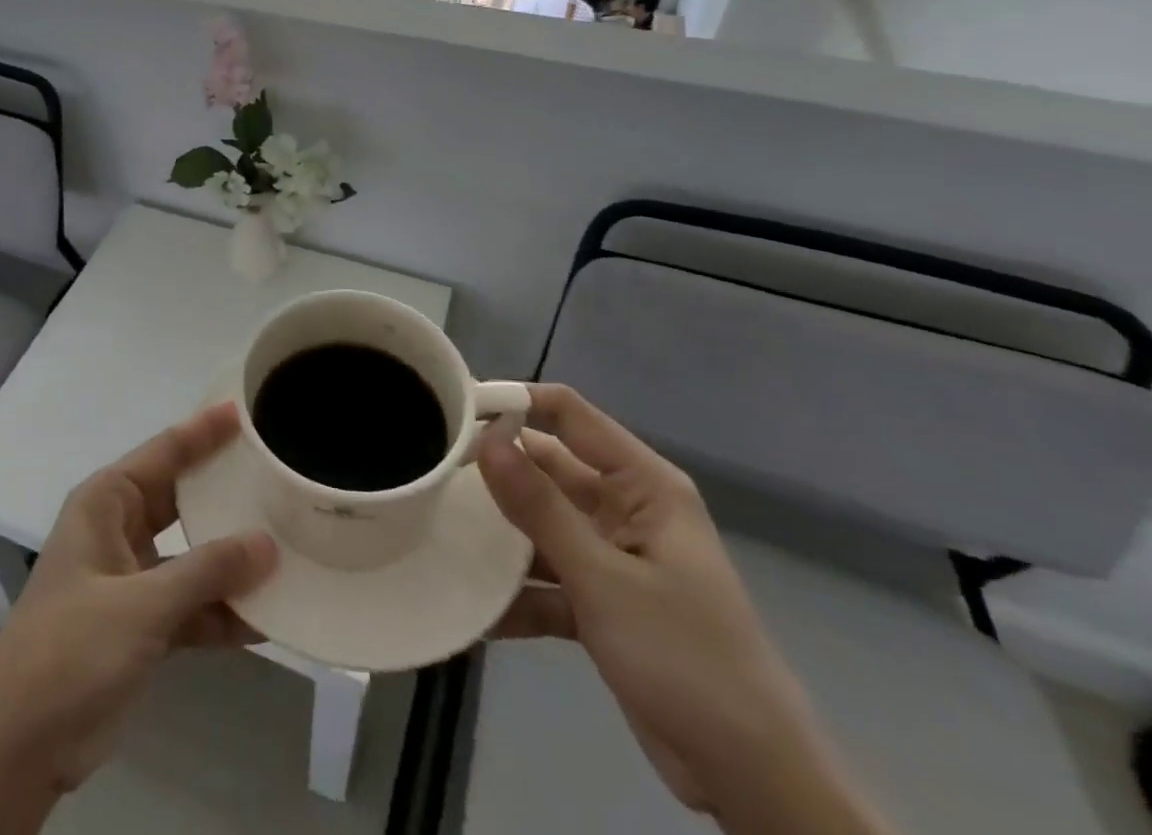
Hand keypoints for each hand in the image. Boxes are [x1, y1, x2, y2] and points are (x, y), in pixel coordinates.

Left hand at [0, 401, 275, 832]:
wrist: (20, 745)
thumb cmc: (71, 650)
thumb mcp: (141, 605)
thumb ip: (206, 572)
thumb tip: (268, 544)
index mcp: (106, 503)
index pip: (164, 452)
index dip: (204, 431)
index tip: (244, 410)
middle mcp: (119, 529)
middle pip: (182, 498)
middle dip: (226, 492)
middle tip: (277, 474)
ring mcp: (131, 578)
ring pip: (191, 553)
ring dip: (231, 559)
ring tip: (287, 545)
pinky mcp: (141, 624)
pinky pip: (191, 604)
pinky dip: (221, 611)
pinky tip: (267, 618)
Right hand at [479, 386, 887, 832]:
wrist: (754, 783)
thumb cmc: (686, 658)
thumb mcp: (604, 579)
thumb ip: (540, 508)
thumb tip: (486, 440)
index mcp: (642, 485)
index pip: (569, 414)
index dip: (515, 403)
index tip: (456, 411)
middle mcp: (625, 509)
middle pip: (547, 468)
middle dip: (495, 472)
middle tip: (431, 470)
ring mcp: (612, 557)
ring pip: (541, 525)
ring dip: (499, 536)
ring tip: (438, 530)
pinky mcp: (602, 602)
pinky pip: (546, 580)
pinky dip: (515, 593)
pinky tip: (471, 607)